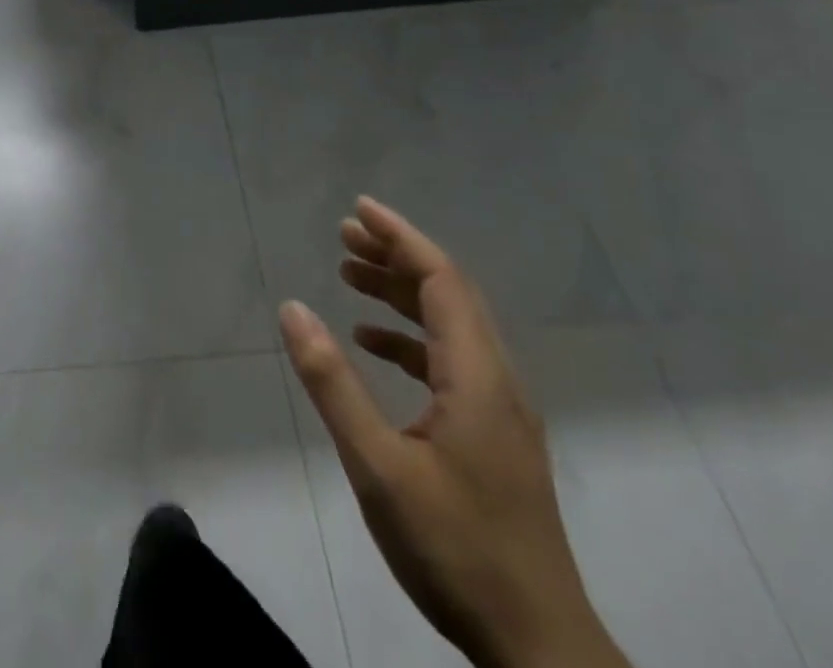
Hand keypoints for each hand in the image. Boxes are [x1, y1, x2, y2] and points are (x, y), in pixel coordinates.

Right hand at [278, 198, 627, 667]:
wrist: (540, 652)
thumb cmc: (455, 550)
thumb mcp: (378, 466)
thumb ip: (333, 383)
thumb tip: (293, 309)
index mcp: (477, 377)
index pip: (441, 280)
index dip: (400, 237)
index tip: (358, 209)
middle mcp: (497, 381)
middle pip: (448, 294)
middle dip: (395, 256)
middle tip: (343, 235)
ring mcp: (500, 410)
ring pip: (450, 326)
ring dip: (401, 294)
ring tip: (348, 275)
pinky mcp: (495, 437)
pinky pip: (451, 361)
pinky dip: (409, 339)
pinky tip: (373, 345)